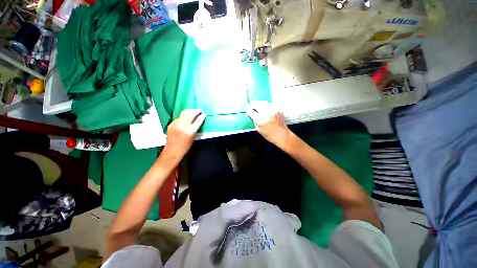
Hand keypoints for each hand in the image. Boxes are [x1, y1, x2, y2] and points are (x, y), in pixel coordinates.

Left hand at [164, 109, 205, 159]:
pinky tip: (186, 117)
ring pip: (184, 113)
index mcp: (190, 131)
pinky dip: (184, 116)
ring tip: (194, 111)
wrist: (173, 150)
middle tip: (199, 110)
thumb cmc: (186, 146)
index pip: (198, 121)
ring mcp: (176, 124)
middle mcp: (182, 126)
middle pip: (190, 114)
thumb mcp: (193, 137)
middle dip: (196, 111)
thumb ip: (196, 128)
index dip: (201, 116)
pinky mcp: (171, 124)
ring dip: (190, 111)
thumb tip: (198, 120)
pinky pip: (179, 117)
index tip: (204, 114)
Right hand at [247, 101, 290, 146]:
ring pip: (263, 104)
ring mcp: (273, 111)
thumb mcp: (259, 130)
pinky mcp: (278, 110)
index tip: (249, 112)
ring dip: (261, 107)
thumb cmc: (270, 135)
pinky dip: (268, 109)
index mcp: (260, 120)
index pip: (251, 111)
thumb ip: (254, 121)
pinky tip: (269, 114)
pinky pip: (270, 106)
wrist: (282, 135)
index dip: (249, 112)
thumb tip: (252, 115)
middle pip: (257, 105)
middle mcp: (266, 113)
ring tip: (262, 112)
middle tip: (254, 110)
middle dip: (254, 108)